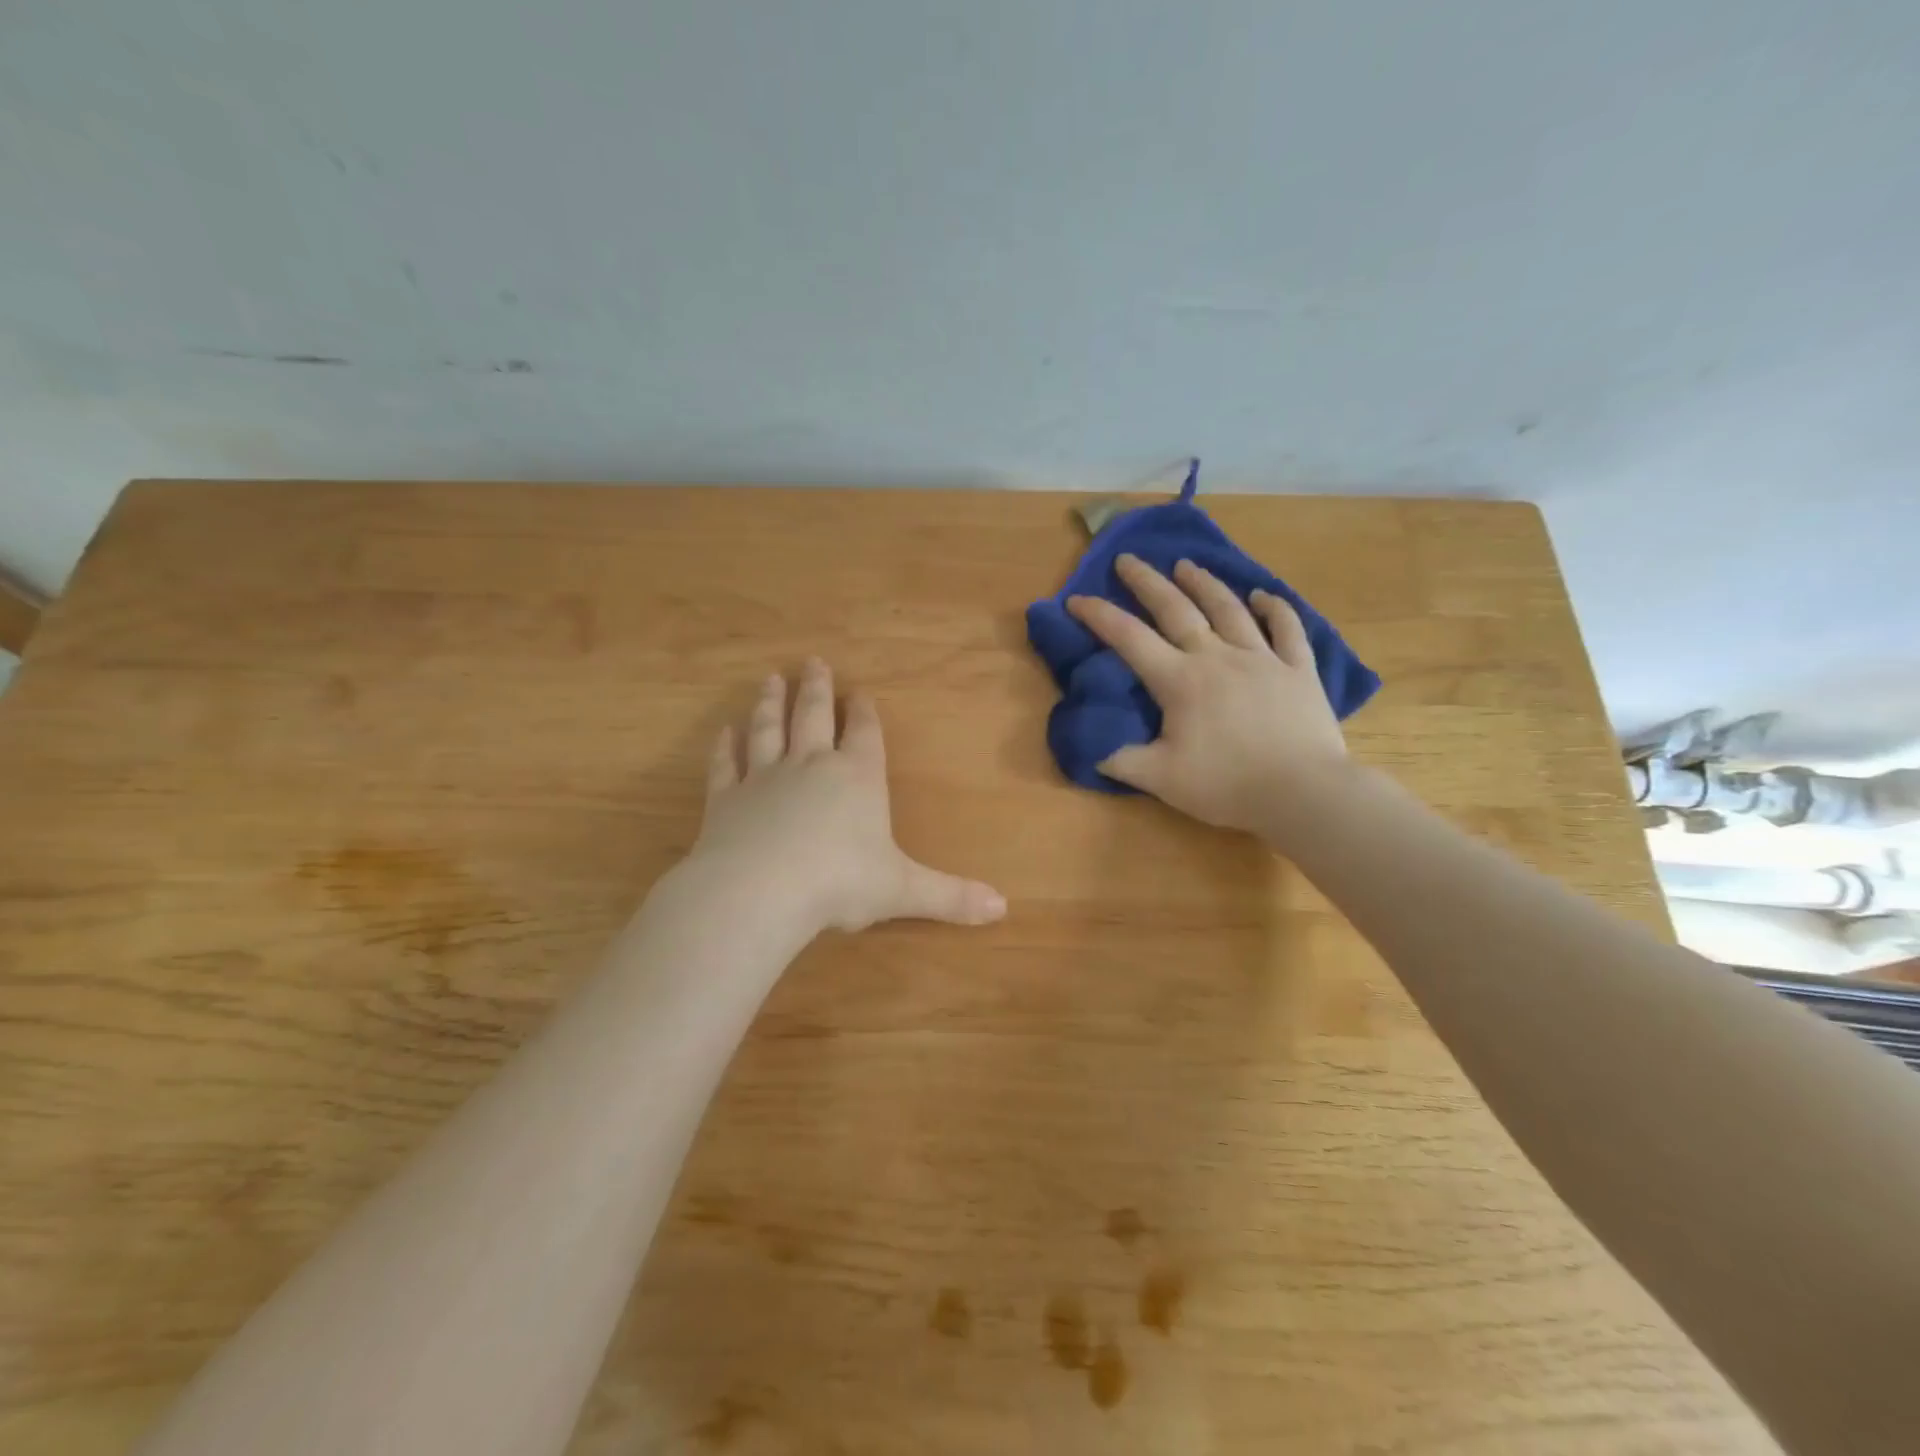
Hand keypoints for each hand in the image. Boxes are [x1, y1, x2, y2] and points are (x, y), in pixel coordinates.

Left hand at [688, 659, 1006, 933]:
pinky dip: (725, 748)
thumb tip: (1003, 907)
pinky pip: (726, 765)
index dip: (866, 714)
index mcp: (858, 778)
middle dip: (818, 689)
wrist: (760, 891)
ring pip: (769, 729)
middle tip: (814, 661)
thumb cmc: (840, 884)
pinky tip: (724, 732)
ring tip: (772, 679)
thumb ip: (950, 896)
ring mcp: (764, 778)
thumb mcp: (903, 891)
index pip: (865, 735)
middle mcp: (812, 766)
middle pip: (815, 716)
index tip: (862, 693)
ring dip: (771, 703)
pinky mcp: (726, 799)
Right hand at [1066, 555, 1351, 838]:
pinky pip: (1287, 629)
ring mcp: (1262, 658)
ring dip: (1204, 583)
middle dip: (1147, 582)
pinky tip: (1264, 596)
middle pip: (1176, 609)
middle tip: (1128, 559)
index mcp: (1179, 680)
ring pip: (1229, 609)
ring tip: (1186, 564)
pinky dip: (1275, 609)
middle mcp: (1217, 657)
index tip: (1076, 598)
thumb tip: (1093, 751)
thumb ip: (1122, 761)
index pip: (1129, 638)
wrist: (1302, 792)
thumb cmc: (1226, 785)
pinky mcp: (1299, 670)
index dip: (1099, 616)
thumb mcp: (1160, 780)